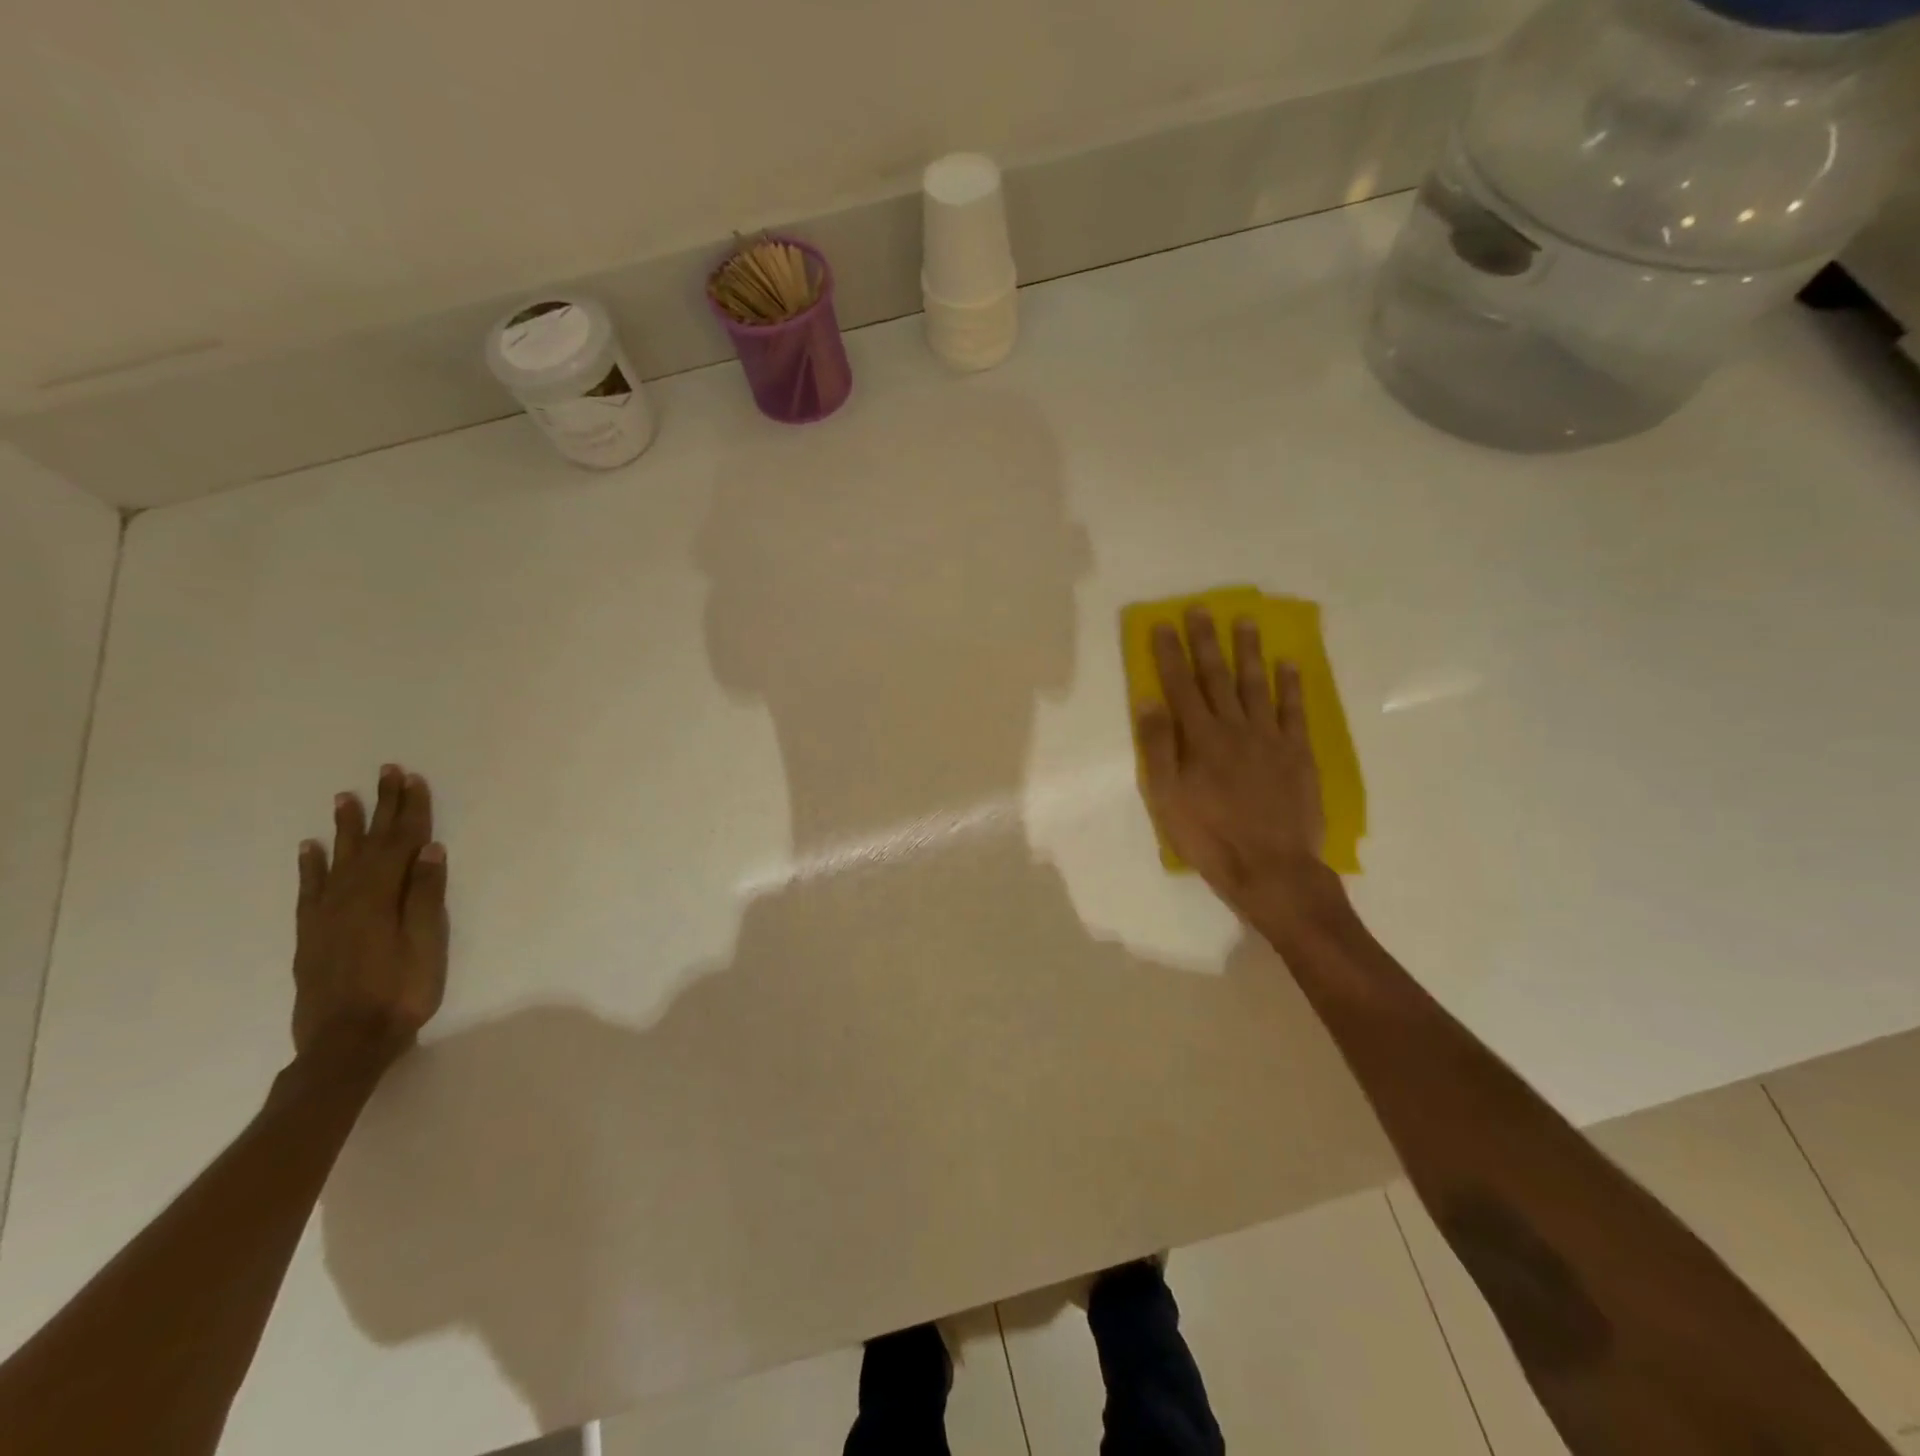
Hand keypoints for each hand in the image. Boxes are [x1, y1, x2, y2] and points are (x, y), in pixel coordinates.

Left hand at [292, 764, 448, 1063]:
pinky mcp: (311, 933)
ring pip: (338, 859)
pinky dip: (311, 865)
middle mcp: (349, 897)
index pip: (401, 843)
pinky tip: (311, 848)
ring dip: (346, 826)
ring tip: (346, 797)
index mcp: (381, 897)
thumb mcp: (426, 944)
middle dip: (382, 806)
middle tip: (386, 772)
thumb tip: (429, 849)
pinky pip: (309, 889)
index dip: (410, 810)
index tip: (413, 779)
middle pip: (371, 843)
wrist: (345, 1044)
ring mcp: (326, 915)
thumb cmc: (400, 992)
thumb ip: (425, 895)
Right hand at [1136, 609, 1343, 928]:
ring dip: (1249, 651)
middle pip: (1217, 676)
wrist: (1271, 869)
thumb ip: (1158, 747)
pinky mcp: (1298, 753)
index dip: (1170, 653)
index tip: (1163, 624)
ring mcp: (1270, 738)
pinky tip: (1288, 663)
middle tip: (1201, 609)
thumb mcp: (1166, 798)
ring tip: (1245, 621)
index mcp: (1199, 738)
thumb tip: (1149, 700)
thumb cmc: (1209, 836)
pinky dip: (1291, 685)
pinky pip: (1294, 710)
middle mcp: (1234, 727)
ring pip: (1257, 684)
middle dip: (1206, 641)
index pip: (1180, 685)